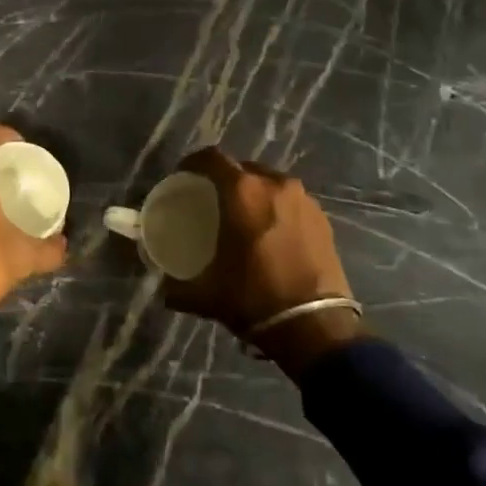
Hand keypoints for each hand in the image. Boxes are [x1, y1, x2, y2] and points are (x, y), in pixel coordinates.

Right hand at [160, 146, 363, 376]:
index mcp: (243, 191)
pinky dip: (277, 209)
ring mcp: (303, 199)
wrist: (315, 327)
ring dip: (254, 193)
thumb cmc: (254, 298)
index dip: (193, 163)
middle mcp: (274, 184)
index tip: (183, 176)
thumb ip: (176, 287)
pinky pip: (291, 202)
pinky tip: (271, 233)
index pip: (211, 158)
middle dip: (225, 179)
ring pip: (270, 183)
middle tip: (213, 200)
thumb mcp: (205, 294)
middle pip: (242, 168)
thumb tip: (162, 289)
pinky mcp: (323, 218)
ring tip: (244, 216)